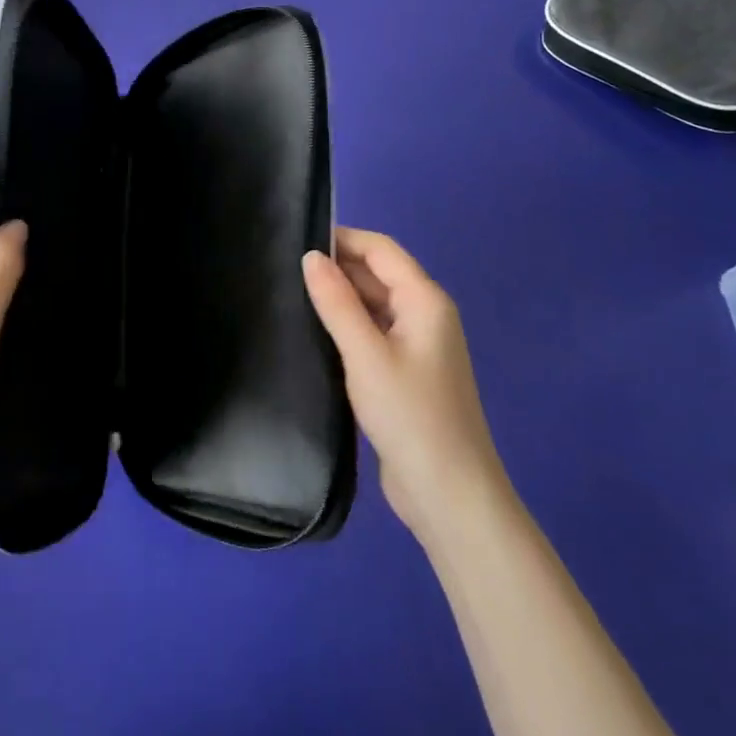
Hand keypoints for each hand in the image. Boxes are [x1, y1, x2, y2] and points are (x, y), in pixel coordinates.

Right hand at [303, 228, 507, 542]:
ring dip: (340, 296)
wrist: (451, 497)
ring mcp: (416, 345)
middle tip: (284, 267)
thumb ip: (337, 302)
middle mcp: (424, 314)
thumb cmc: (411, 416)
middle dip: (337, 266)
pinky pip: (373, 332)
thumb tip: (310, 255)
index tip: (296, 238)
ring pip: (373, 303)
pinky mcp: (404, 372)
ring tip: (290, 292)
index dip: (342, 238)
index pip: (380, 249)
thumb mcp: (366, 355)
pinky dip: (347, 324)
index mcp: (425, 300)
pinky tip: (314, 331)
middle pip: (378, 273)